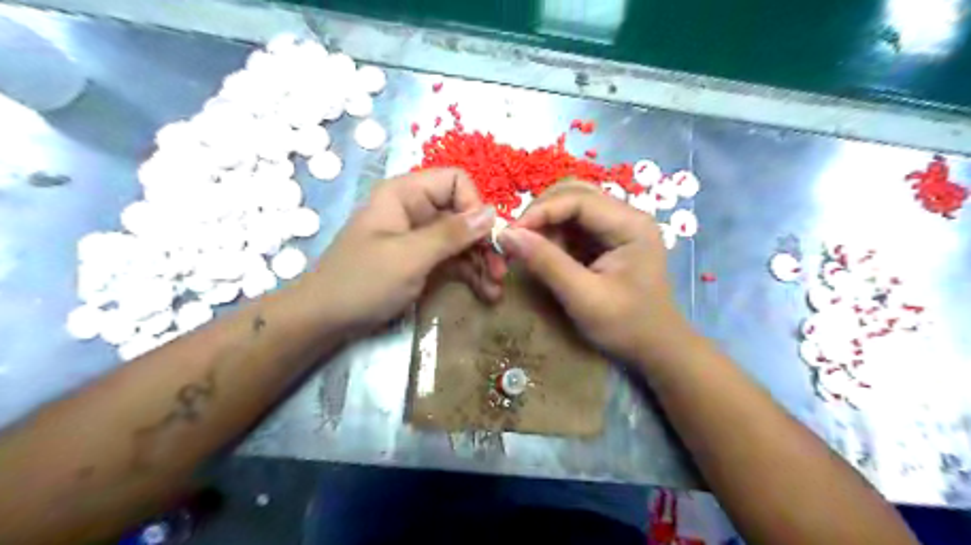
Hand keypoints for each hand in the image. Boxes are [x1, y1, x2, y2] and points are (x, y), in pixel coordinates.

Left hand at [311, 167, 507, 331]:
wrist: (326, 321)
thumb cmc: (362, 282)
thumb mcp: (409, 257)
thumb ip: (451, 234)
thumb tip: (491, 212)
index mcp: (405, 195)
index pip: (455, 182)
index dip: (474, 206)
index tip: (485, 238)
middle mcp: (416, 210)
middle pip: (463, 214)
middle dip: (484, 241)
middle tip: (502, 271)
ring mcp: (420, 238)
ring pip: (463, 240)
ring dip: (482, 262)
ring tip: (496, 288)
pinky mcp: (423, 261)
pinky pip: (454, 261)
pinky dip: (471, 275)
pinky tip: (487, 292)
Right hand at [496, 181, 692, 365]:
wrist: (655, 349)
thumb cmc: (626, 326)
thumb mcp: (583, 297)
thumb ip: (546, 263)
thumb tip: (506, 235)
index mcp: (631, 225)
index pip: (578, 199)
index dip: (540, 211)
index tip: (510, 234)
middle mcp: (626, 216)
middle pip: (575, 194)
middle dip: (542, 213)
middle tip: (517, 239)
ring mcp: (618, 226)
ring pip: (571, 206)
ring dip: (546, 224)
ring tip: (530, 250)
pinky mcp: (608, 240)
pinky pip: (573, 225)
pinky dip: (553, 236)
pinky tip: (545, 255)